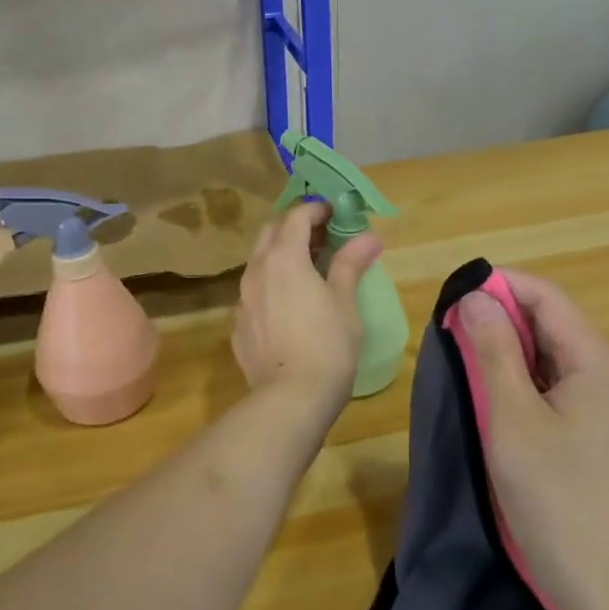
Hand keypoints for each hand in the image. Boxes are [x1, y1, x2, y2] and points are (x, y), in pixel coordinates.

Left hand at [233, 203, 383, 416]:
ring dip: (281, 256)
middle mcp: (256, 271)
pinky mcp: (239, 326)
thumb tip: (369, 236)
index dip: (316, 209)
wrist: (290, 400)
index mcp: (284, 258)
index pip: (295, 217)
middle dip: (294, 227)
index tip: (335, 213)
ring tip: (308, 270)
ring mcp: (242, 300)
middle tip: (322, 237)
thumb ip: (351, 264)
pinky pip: (254, 293)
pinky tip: (290, 306)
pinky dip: (272, 286)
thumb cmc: (327, 346)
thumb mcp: (345, 302)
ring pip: (258, 263)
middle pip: (270, 233)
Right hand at [457, 272, 608, 609]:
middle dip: (499, 315)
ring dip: (505, 346)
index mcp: (596, 360)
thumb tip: (475, 296)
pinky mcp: (589, 424)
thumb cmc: (552, 494)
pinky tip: (487, 389)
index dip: (500, 286)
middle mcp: (605, 369)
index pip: (546, 297)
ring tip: (461, 354)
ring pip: (547, 350)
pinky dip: (517, 374)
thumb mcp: (511, 416)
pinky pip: (550, 380)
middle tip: (449, 328)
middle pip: (549, 320)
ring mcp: (601, 399)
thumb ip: (493, 350)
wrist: (598, 580)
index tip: (452, 296)